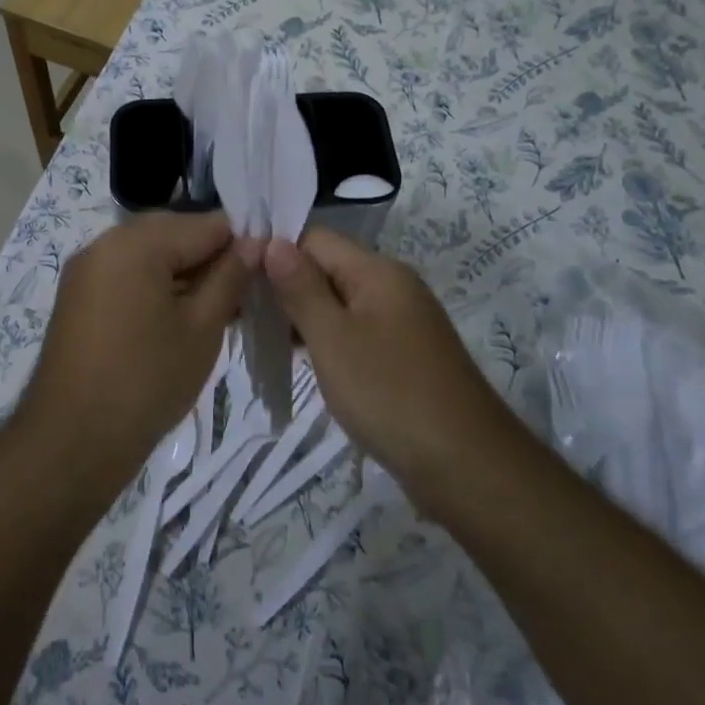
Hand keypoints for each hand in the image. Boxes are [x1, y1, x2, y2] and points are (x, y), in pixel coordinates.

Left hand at [19, 211, 251, 492]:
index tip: (268, 267)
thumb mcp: (201, 328)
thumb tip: (254, 243)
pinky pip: (126, 273)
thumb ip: (229, 277)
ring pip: (149, 253)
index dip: (241, 241)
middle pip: (173, 233)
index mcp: (135, 242)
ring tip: (218, 306)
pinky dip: (155, 284)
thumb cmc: (147, 381)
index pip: (204, 223)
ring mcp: (86, 269)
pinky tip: (180, 314)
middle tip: (244, 291)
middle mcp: (104, 242)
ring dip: (184, 271)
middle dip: (210, 256)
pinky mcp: (78, 295)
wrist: (73, 439)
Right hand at [263, 228, 504, 500]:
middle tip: (242, 312)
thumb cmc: (390, 394)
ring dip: (302, 315)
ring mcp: (400, 322)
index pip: (314, 238)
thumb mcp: (333, 338)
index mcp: (378, 271)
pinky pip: (354, 330)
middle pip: (327, 268)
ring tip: (261, 337)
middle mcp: (392, 287)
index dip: (275, 250)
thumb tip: (273, 241)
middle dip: (285, 285)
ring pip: (339, 302)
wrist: (466, 466)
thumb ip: (300, 288)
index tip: (238, 277)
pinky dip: (326, 338)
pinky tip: (301, 359)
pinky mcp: (403, 355)